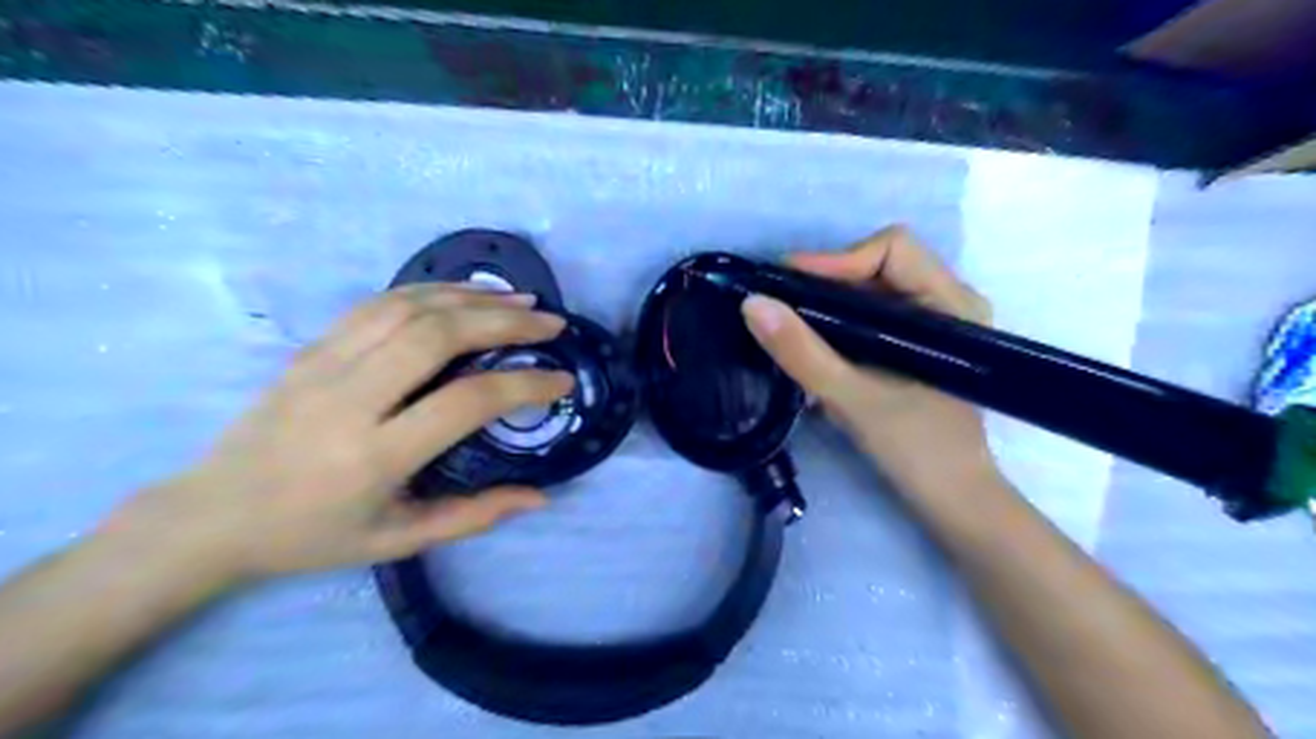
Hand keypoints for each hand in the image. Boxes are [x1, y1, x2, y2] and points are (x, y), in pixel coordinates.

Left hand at [116, 287, 577, 586]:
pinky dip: (433, 291)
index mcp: (375, 456)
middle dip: (505, 323)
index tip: (561, 381)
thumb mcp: (398, 540)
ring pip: (410, 308)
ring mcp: (325, 364)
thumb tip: (540, 495)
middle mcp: (351, 399)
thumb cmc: (311, 537)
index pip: (467, 402)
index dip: (525, 385)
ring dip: (473, 297)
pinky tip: (466, 294)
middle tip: (551, 325)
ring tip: (521, 302)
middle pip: (438, 336)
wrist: (210, 516)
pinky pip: (380, 303)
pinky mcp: (312, 347)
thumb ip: (474, 516)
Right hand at [739, 226, 999, 498]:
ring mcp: (935, 325)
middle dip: (826, 281)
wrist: (954, 501)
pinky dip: (840, 324)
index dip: (836, 260)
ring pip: (873, 291)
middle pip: (879, 264)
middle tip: (780, 305)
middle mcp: (949, 302)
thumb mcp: (853, 399)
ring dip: (828, 304)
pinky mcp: (919, 347)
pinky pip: (874, 317)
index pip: (892, 248)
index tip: (786, 286)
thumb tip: (753, 304)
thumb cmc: (918, 450)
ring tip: (789, 325)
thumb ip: (802, 352)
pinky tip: (814, 346)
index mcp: (952, 304)